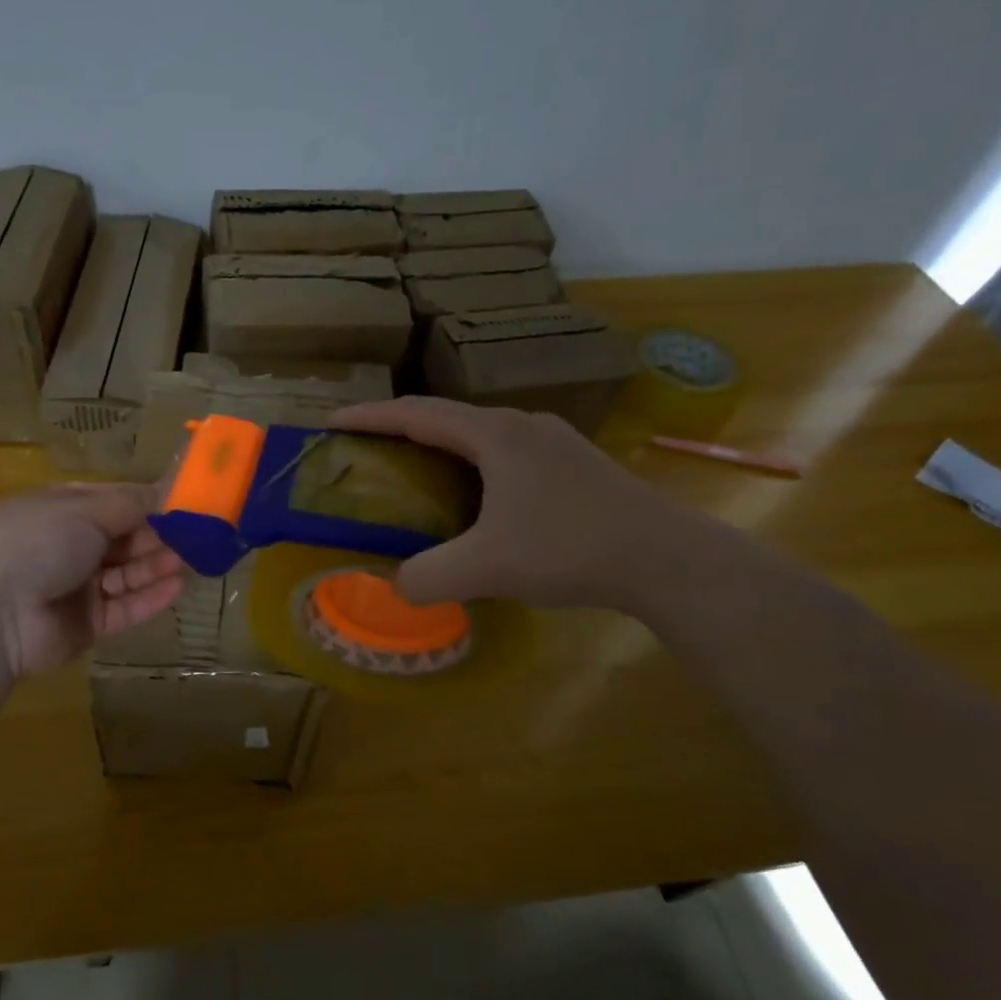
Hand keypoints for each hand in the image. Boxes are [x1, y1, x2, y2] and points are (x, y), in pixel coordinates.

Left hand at [0, 483, 185, 678]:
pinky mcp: (86, 624)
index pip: (112, 502)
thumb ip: (130, 504)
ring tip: (194, 559)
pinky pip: (124, 608)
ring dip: (158, 565)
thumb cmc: (37, 542)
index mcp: (61, 510)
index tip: (185, 502)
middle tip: (198, 534)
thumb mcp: (84, 509)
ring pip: (127, 574)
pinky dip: (150, 598)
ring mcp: (77, 587)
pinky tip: (178, 587)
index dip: (147, 502)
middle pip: (123, 539)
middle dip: (158, 536)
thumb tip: (165, 491)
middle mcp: (69, 546)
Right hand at [331, 397, 703, 613]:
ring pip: (479, 436)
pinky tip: (474, 500)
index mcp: (495, 435)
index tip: (332, 422)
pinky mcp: (573, 464)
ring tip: (413, 476)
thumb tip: (395, 586)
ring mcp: (553, 441)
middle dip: (401, 431)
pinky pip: (505, 454)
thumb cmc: (571, 549)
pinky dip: (472, 466)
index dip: (370, 416)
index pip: (417, 413)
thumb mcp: (486, 568)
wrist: (667, 559)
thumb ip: (427, 577)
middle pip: (446, 418)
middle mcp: (522, 425)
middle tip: (367, 454)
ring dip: (439, 449)